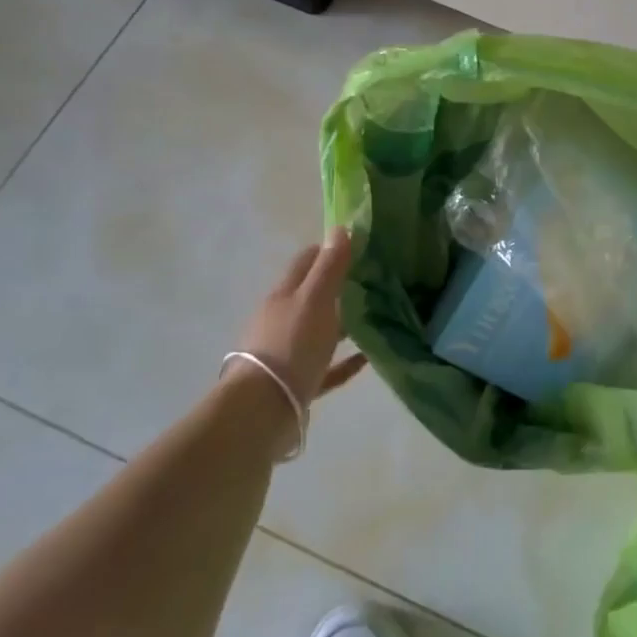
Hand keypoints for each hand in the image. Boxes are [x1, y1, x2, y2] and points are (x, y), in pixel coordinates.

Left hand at [227, 228, 366, 413]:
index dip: (327, 250)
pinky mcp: (297, 383)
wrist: (263, 409)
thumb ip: (329, 267)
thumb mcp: (314, 300)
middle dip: (338, 287)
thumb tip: (340, 228)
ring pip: (319, 331)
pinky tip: (367, 358)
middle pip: (311, 296)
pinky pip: (326, 367)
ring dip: (343, 324)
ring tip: (374, 318)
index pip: (305, 262)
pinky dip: (345, 361)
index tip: (356, 246)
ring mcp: (287, 352)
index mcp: (284, 296)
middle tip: (372, 281)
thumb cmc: (290, 345)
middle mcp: (282, 320)